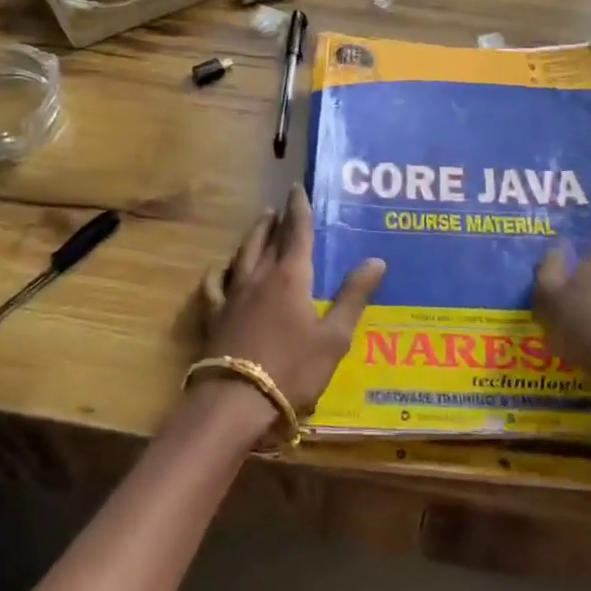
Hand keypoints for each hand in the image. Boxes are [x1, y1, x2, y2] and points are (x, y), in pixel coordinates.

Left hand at [200, 186, 385, 415]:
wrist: (236, 402)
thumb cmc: (293, 369)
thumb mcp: (334, 337)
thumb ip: (353, 297)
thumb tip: (376, 260)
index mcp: (290, 277)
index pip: (297, 233)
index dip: (299, 209)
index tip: (297, 189)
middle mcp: (259, 277)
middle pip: (266, 239)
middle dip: (274, 220)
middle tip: (278, 208)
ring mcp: (232, 295)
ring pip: (241, 255)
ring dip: (251, 237)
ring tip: (257, 226)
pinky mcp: (214, 316)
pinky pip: (214, 285)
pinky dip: (219, 272)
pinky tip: (219, 270)